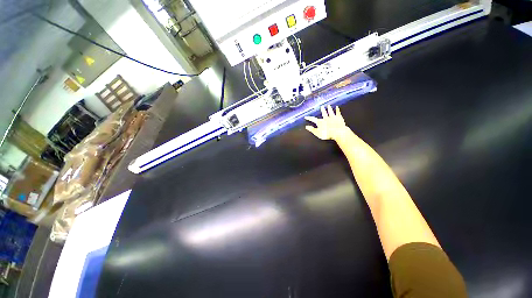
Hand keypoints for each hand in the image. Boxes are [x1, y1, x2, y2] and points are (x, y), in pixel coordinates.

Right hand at [305, 105, 347, 140]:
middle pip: (323, 113)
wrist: (338, 132)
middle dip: (322, 110)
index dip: (309, 118)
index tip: (306, 117)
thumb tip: (306, 127)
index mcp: (320, 122)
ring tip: (328, 105)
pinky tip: (337, 107)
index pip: (313, 119)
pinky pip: (338, 113)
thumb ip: (312, 129)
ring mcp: (333, 117)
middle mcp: (326, 118)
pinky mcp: (339, 118)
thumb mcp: (317, 133)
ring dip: (329, 109)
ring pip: (330, 112)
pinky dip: (337, 110)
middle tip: (321, 107)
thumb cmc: (327, 134)